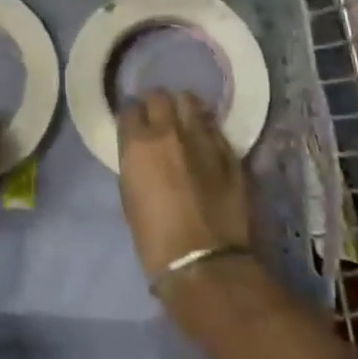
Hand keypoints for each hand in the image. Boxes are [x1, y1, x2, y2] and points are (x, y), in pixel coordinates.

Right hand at [117, 91, 251, 287]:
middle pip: (160, 96)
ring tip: (182, 121)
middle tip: (157, 117)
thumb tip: (141, 153)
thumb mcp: (129, 196)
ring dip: (182, 107)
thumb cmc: (154, 239)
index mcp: (138, 143)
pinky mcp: (228, 151)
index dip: (131, 115)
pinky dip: (205, 127)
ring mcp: (202, 137)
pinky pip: (213, 126)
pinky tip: (204, 140)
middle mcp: (169, 130)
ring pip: (190, 101)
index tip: (133, 124)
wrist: (203, 263)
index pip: (129, 108)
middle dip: (156, 104)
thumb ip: (135, 164)